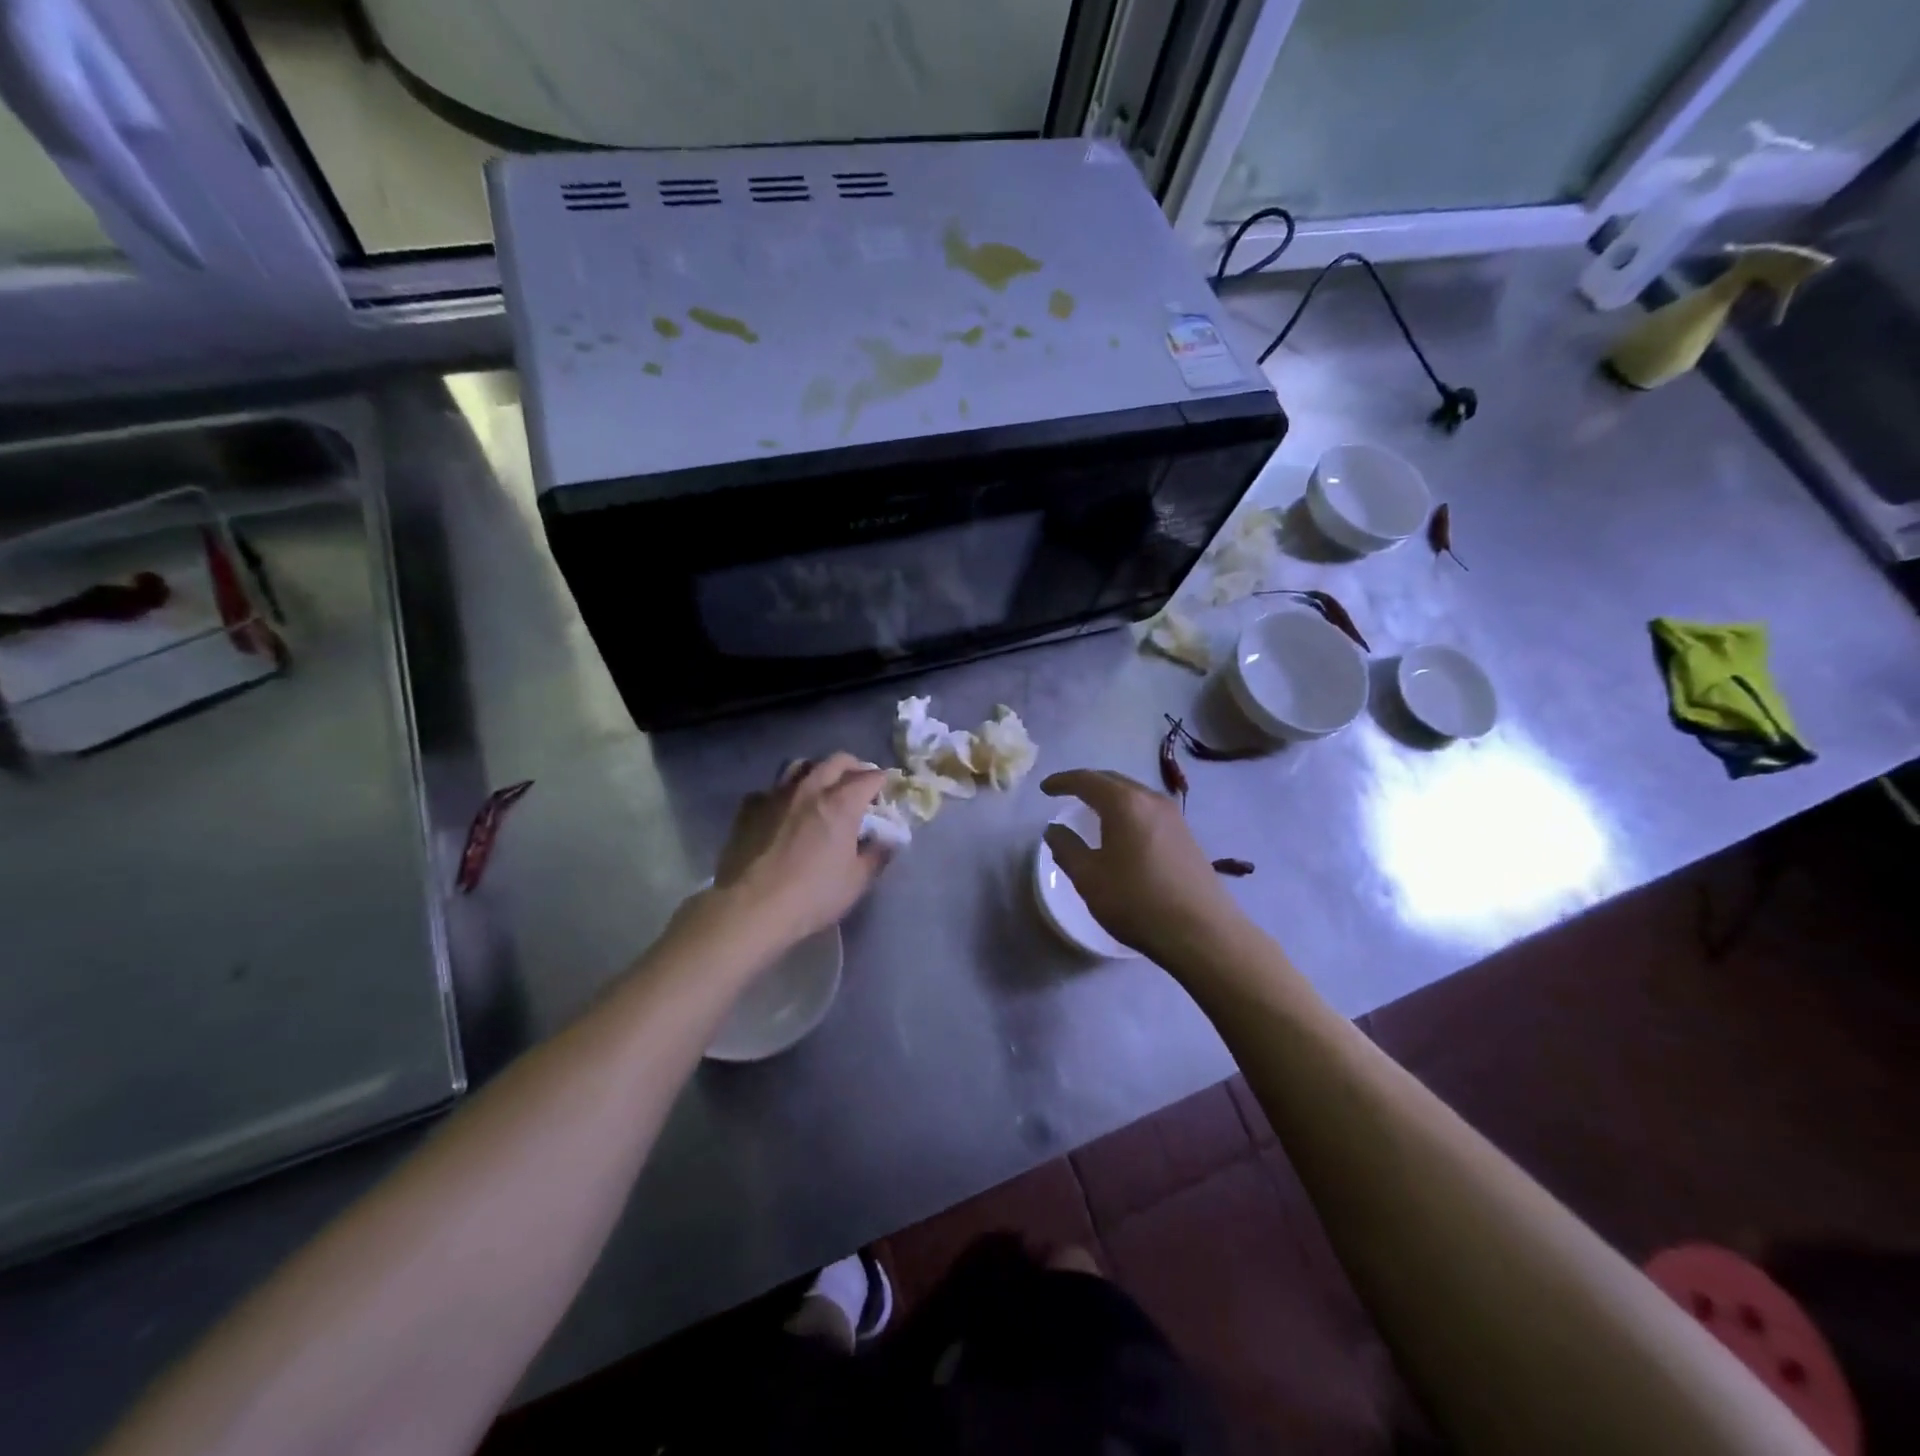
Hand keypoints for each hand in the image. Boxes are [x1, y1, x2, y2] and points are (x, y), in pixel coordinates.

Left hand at [713, 753, 890, 944]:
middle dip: (853, 767)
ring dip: (817, 771)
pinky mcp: (749, 808)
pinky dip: (784, 794)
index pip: (870, 778)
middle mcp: (810, 789)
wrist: (751, 908)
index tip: (885, 793)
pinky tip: (784, 811)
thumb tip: (888, 842)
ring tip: (821, 788)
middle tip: (858, 785)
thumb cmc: (812, 896)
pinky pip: (772, 788)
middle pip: (836, 761)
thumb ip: (877, 856)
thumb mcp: (856, 882)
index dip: (882, 782)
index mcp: (841, 804)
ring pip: (801, 765)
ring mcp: (776, 794)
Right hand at [1042, 769, 1246, 964]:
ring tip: (1091, 810)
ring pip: (1133, 794)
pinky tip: (1121, 830)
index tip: (1044, 789)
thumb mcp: (1089, 878)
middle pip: (1113, 780)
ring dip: (1109, 796)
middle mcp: (1151, 799)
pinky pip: (1147, 810)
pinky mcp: (1185, 834)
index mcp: (1124, 803)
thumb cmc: (1137, 901)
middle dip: (1087, 783)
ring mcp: (1173, 816)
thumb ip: (1067, 848)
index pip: (1087, 780)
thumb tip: (1054, 830)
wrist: (1202, 932)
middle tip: (1065, 794)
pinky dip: (1127, 810)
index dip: (1062, 782)